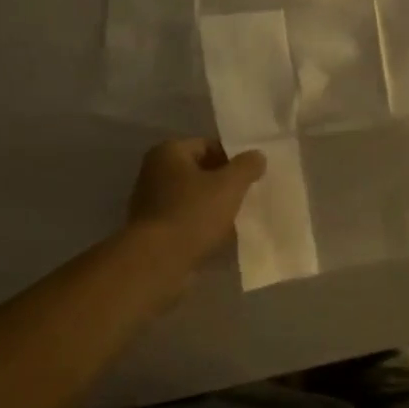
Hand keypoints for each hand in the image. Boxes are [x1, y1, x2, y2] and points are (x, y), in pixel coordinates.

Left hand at [126, 138, 266, 266]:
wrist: (157, 262)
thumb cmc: (192, 214)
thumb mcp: (229, 186)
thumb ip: (246, 166)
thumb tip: (257, 155)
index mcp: (169, 152)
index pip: (208, 145)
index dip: (233, 158)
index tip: (252, 175)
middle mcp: (155, 171)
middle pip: (200, 171)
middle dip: (224, 183)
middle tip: (248, 196)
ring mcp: (151, 201)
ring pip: (193, 197)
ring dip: (214, 206)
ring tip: (237, 218)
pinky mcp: (153, 229)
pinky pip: (185, 219)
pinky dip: (201, 225)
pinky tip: (220, 237)